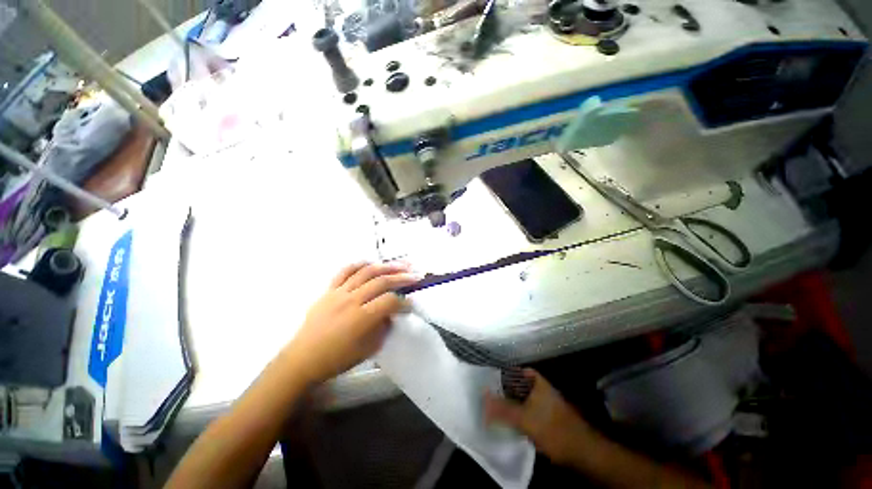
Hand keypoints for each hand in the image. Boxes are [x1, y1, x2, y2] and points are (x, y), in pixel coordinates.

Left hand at [283, 262, 419, 385]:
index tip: (411, 304)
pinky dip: (360, 264)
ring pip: (366, 272)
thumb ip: (384, 328)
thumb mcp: (368, 349)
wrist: (303, 359)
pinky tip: (372, 263)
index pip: (390, 301)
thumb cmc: (338, 359)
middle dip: (402, 278)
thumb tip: (392, 313)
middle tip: (416, 275)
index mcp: (362, 318)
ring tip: (400, 264)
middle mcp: (352, 300)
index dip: (404, 302)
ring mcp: (339, 292)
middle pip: (382, 282)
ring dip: (386, 266)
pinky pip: (345, 271)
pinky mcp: (329, 290)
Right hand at [484, 369, 596, 465]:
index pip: (519, 371)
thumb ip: (503, 408)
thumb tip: (483, 396)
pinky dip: (520, 413)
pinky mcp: (549, 418)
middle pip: (520, 384)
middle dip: (506, 389)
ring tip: (497, 407)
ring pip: (525, 398)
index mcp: (539, 383)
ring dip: (513, 402)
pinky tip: (512, 421)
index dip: (505, 373)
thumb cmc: (553, 429)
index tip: (492, 378)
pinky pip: (530, 410)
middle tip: (491, 394)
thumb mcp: (525, 419)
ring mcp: (547, 404)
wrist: (582, 452)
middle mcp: (543, 390)